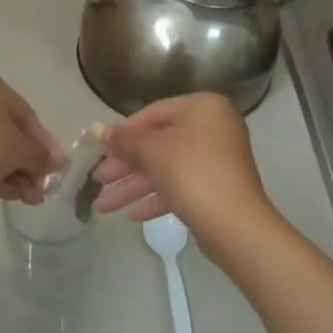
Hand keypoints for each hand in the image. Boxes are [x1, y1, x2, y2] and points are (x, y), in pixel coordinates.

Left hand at [0, 71, 65, 211]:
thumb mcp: (17, 151)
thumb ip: (40, 156)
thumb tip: (56, 162)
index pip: (26, 114)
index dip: (44, 143)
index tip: (56, 168)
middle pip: (7, 130)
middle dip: (27, 162)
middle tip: (41, 188)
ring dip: (12, 171)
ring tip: (28, 199)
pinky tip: (7, 194)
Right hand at [91, 92, 274, 242]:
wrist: (235, 224)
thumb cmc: (192, 173)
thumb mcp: (152, 151)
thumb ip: (125, 139)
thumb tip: (102, 131)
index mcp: (203, 108)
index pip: (154, 113)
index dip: (124, 132)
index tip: (100, 149)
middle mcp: (213, 128)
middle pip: (158, 144)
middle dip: (125, 166)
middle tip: (97, 181)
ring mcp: (217, 160)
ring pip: (166, 168)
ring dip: (133, 187)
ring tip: (104, 207)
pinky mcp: (216, 188)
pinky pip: (180, 187)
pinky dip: (156, 198)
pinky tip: (132, 216)